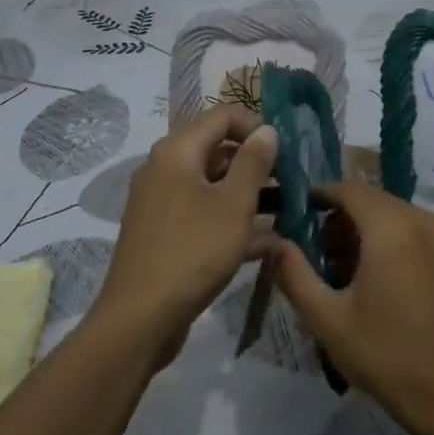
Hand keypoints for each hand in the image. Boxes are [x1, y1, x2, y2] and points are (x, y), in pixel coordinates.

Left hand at [90, 106, 278, 369]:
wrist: (140, 318)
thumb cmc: (192, 252)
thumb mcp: (233, 205)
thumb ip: (253, 163)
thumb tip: (266, 130)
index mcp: (177, 152)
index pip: (221, 116)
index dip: (257, 126)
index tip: (287, 151)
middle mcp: (165, 169)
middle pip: (217, 150)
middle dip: (257, 163)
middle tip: (293, 183)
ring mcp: (162, 203)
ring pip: (213, 186)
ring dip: (250, 195)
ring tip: (289, 211)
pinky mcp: (166, 234)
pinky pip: (204, 215)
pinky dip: (232, 222)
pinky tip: (269, 244)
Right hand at [269, 180, 433, 434]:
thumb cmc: (387, 357)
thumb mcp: (327, 320)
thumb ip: (293, 274)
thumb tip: (271, 242)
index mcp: (392, 230)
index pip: (349, 189)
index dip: (320, 196)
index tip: (297, 216)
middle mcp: (424, 222)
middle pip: (373, 200)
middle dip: (341, 219)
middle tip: (319, 255)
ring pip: (397, 216)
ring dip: (368, 231)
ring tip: (348, 274)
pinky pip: (418, 233)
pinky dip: (394, 241)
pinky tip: (383, 283)